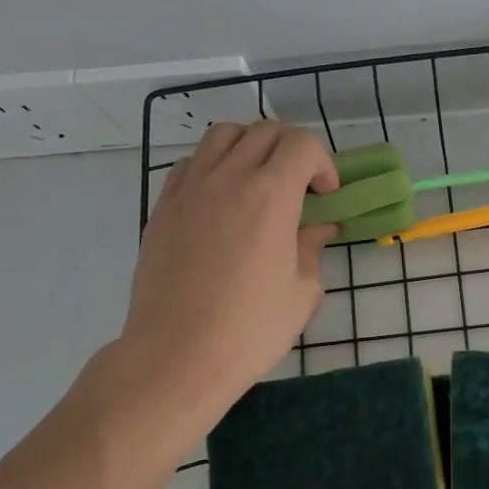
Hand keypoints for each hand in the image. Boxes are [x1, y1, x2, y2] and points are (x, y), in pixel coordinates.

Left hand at [102, 122, 337, 433]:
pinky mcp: (163, 207)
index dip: (322, 163)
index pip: (301, 143)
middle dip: (291, 150)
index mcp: (271, 195)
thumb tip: (317, 229)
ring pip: (222, 134)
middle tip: (299, 187)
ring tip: (257, 181)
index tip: (325, 197)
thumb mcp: (301, 292)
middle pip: (264, 131)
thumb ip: (311, 249)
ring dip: (249, 146)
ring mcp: (190, 189)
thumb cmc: (249, 329)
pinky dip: (213, 165)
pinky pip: (191, 163)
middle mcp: (229, 178)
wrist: (176, 357)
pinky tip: (220, 199)